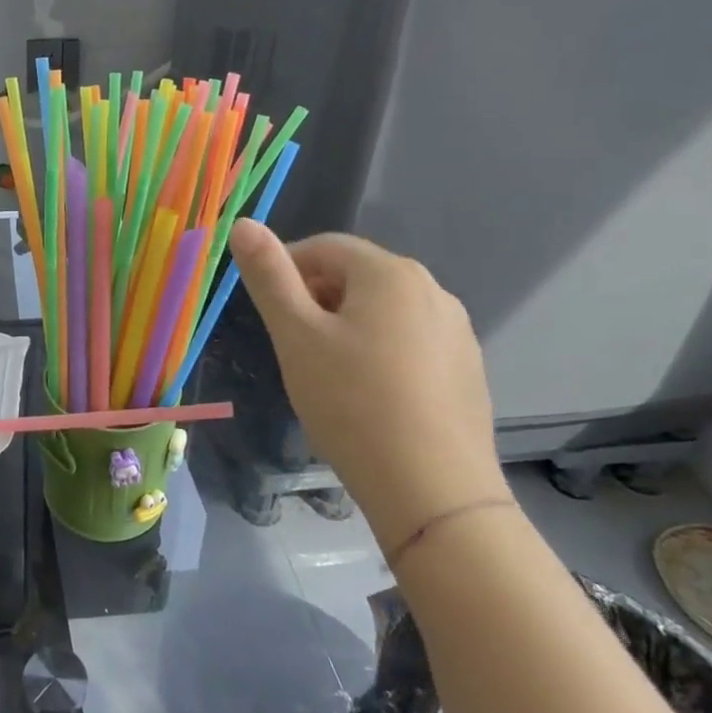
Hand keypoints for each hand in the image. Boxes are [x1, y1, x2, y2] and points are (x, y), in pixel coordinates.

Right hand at [229, 219, 506, 549]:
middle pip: (356, 276)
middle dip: (316, 299)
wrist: (432, 489)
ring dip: (347, 325)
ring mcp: (456, 330)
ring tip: (328, 374)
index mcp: (389, 273)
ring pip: (384, 310)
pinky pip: (410, 340)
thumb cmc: (351, 403)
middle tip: (294, 347)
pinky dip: (380, 351)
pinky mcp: (468, 368)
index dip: (286, 269)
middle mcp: (431, 288)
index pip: (324, 247)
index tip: (268, 312)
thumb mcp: (295, 336)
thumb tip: (243, 223)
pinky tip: (370, 395)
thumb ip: (268, 276)